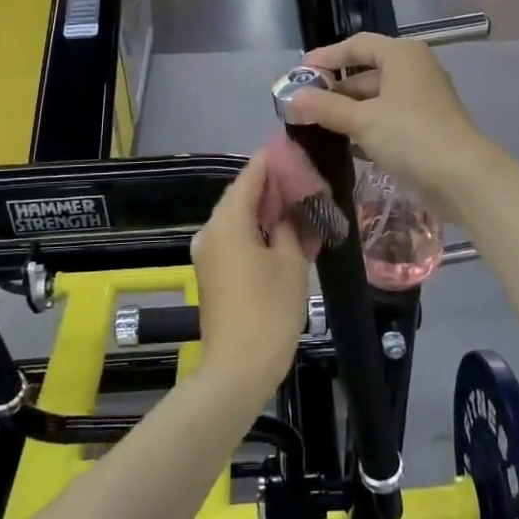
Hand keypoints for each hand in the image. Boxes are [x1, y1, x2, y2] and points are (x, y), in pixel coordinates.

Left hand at [190, 153, 310, 396]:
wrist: (238, 369)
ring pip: (241, 219)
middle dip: (275, 187)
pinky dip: (260, 232)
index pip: (251, 174)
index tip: (299, 149)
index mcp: (227, 221)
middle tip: (309, 180)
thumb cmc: (269, 310)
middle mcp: (210, 231)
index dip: (274, 160)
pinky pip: (237, 239)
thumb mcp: (291, 262)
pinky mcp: (213, 273)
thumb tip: (291, 206)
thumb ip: (291, 224)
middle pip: (243, 195)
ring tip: (304, 205)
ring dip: (269, 211)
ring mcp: (208, 254)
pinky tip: (288, 234)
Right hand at [283, 33, 492, 216]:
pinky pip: (390, 118)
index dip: (327, 56)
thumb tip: (292, 99)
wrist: (461, 177)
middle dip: (337, 88)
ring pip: (379, 97)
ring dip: (351, 110)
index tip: (300, 73)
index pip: (357, 45)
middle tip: (306, 104)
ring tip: (320, 125)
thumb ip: (325, 107)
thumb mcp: (361, 120)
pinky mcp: (428, 126)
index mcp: (402, 55)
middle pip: (368, 71)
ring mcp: (424, 99)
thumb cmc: (409, 135)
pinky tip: (348, 145)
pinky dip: (369, 126)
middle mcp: (416, 70)